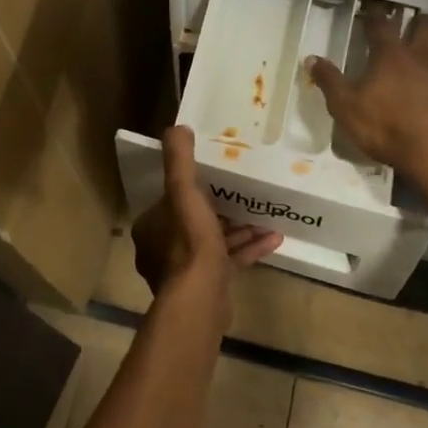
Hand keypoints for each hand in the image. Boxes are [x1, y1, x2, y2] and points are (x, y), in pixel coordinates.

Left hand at [132, 127, 282, 312]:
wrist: (200, 300)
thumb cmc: (189, 242)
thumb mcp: (183, 193)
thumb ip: (179, 161)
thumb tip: (176, 128)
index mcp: (152, 226)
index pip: (171, 200)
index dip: (193, 187)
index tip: (218, 177)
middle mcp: (162, 248)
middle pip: (195, 220)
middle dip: (223, 208)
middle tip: (247, 195)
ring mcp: (185, 271)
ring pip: (215, 241)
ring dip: (241, 229)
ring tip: (267, 216)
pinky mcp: (207, 287)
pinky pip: (229, 261)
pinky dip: (249, 250)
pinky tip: (275, 240)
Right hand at [307, 3, 427, 187]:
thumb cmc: (386, 128)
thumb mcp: (345, 107)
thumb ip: (329, 81)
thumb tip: (311, 58)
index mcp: (390, 55)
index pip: (380, 23)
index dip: (373, 14)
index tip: (370, 10)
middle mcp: (421, 55)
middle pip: (425, 25)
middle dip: (415, 21)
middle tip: (406, 27)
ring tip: (423, 54)